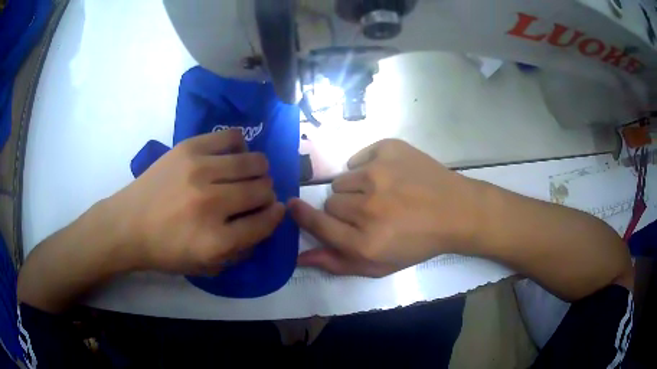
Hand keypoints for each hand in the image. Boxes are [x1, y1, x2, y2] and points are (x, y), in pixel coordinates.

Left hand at [106, 130, 284, 274]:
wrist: (127, 224)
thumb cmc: (165, 250)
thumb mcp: (205, 266)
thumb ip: (241, 249)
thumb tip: (266, 221)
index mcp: (216, 241)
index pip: (266, 222)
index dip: (275, 216)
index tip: (275, 211)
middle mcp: (211, 203)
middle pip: (263, 189)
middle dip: (266, 195)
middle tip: (254, 196)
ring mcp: (199, 170)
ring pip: (254, 161)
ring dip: (258, 171)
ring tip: (245, 175)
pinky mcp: (189, 147)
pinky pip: (232, 137)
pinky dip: (240, 146)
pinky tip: (231, 157)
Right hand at [289, 139, 479, 276]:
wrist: (457, 212)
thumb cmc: (419, 243)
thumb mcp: (380, 264)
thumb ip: (337, 263)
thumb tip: (300, 257)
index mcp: (365, 241)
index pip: (316, 224)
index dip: (301, 215)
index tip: (292, 207)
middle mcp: (367, 207)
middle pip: (331, 202)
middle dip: (344, 210)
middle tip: (369, 213)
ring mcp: (379, 172)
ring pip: (344, 179)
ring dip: (356, 189)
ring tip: (382, 194)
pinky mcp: (390, 149)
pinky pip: (359, 158)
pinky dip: (368, 167)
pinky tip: (389, 176)